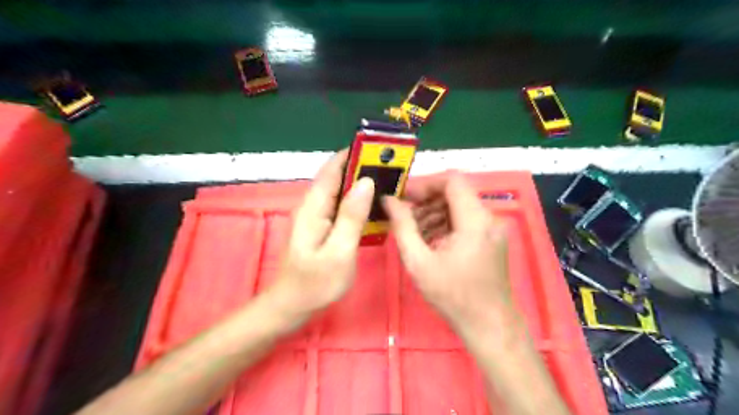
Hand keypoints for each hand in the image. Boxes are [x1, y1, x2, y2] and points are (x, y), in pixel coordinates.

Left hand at [267, 151, 375, 325]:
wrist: (291, 306)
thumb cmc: (315, 284)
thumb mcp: (338, 252)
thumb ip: (351, 216)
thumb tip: (366, 182)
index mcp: (314, 207)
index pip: (332, 170)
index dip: (354, 155)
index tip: (379, 150)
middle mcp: (313, 205)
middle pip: (337, 177)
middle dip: (362, 168)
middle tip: (391, 167)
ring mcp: (316, 216)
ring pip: (340, 190)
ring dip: (361, 183)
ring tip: (388, 181)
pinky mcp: (321, 226)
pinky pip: (341, 205)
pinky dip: (357, 200)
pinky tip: (373, 205)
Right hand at [384, 173, 512, 332]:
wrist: (489, 325)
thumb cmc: (453, 296)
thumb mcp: (419, 262)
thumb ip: (403, 226)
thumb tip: (389, 200)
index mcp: (475, 220)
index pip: (452, 180)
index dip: (425, 183)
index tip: (404, 197)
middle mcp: (488, 217)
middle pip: (454, 193)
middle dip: (426, 200)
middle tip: (403, 216)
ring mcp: (491, 228)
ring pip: (458, 206)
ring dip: (433, 213)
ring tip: (412, 231)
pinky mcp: (490, 238)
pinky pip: (464, 220)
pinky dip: (444, 224)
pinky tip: (428, 240)